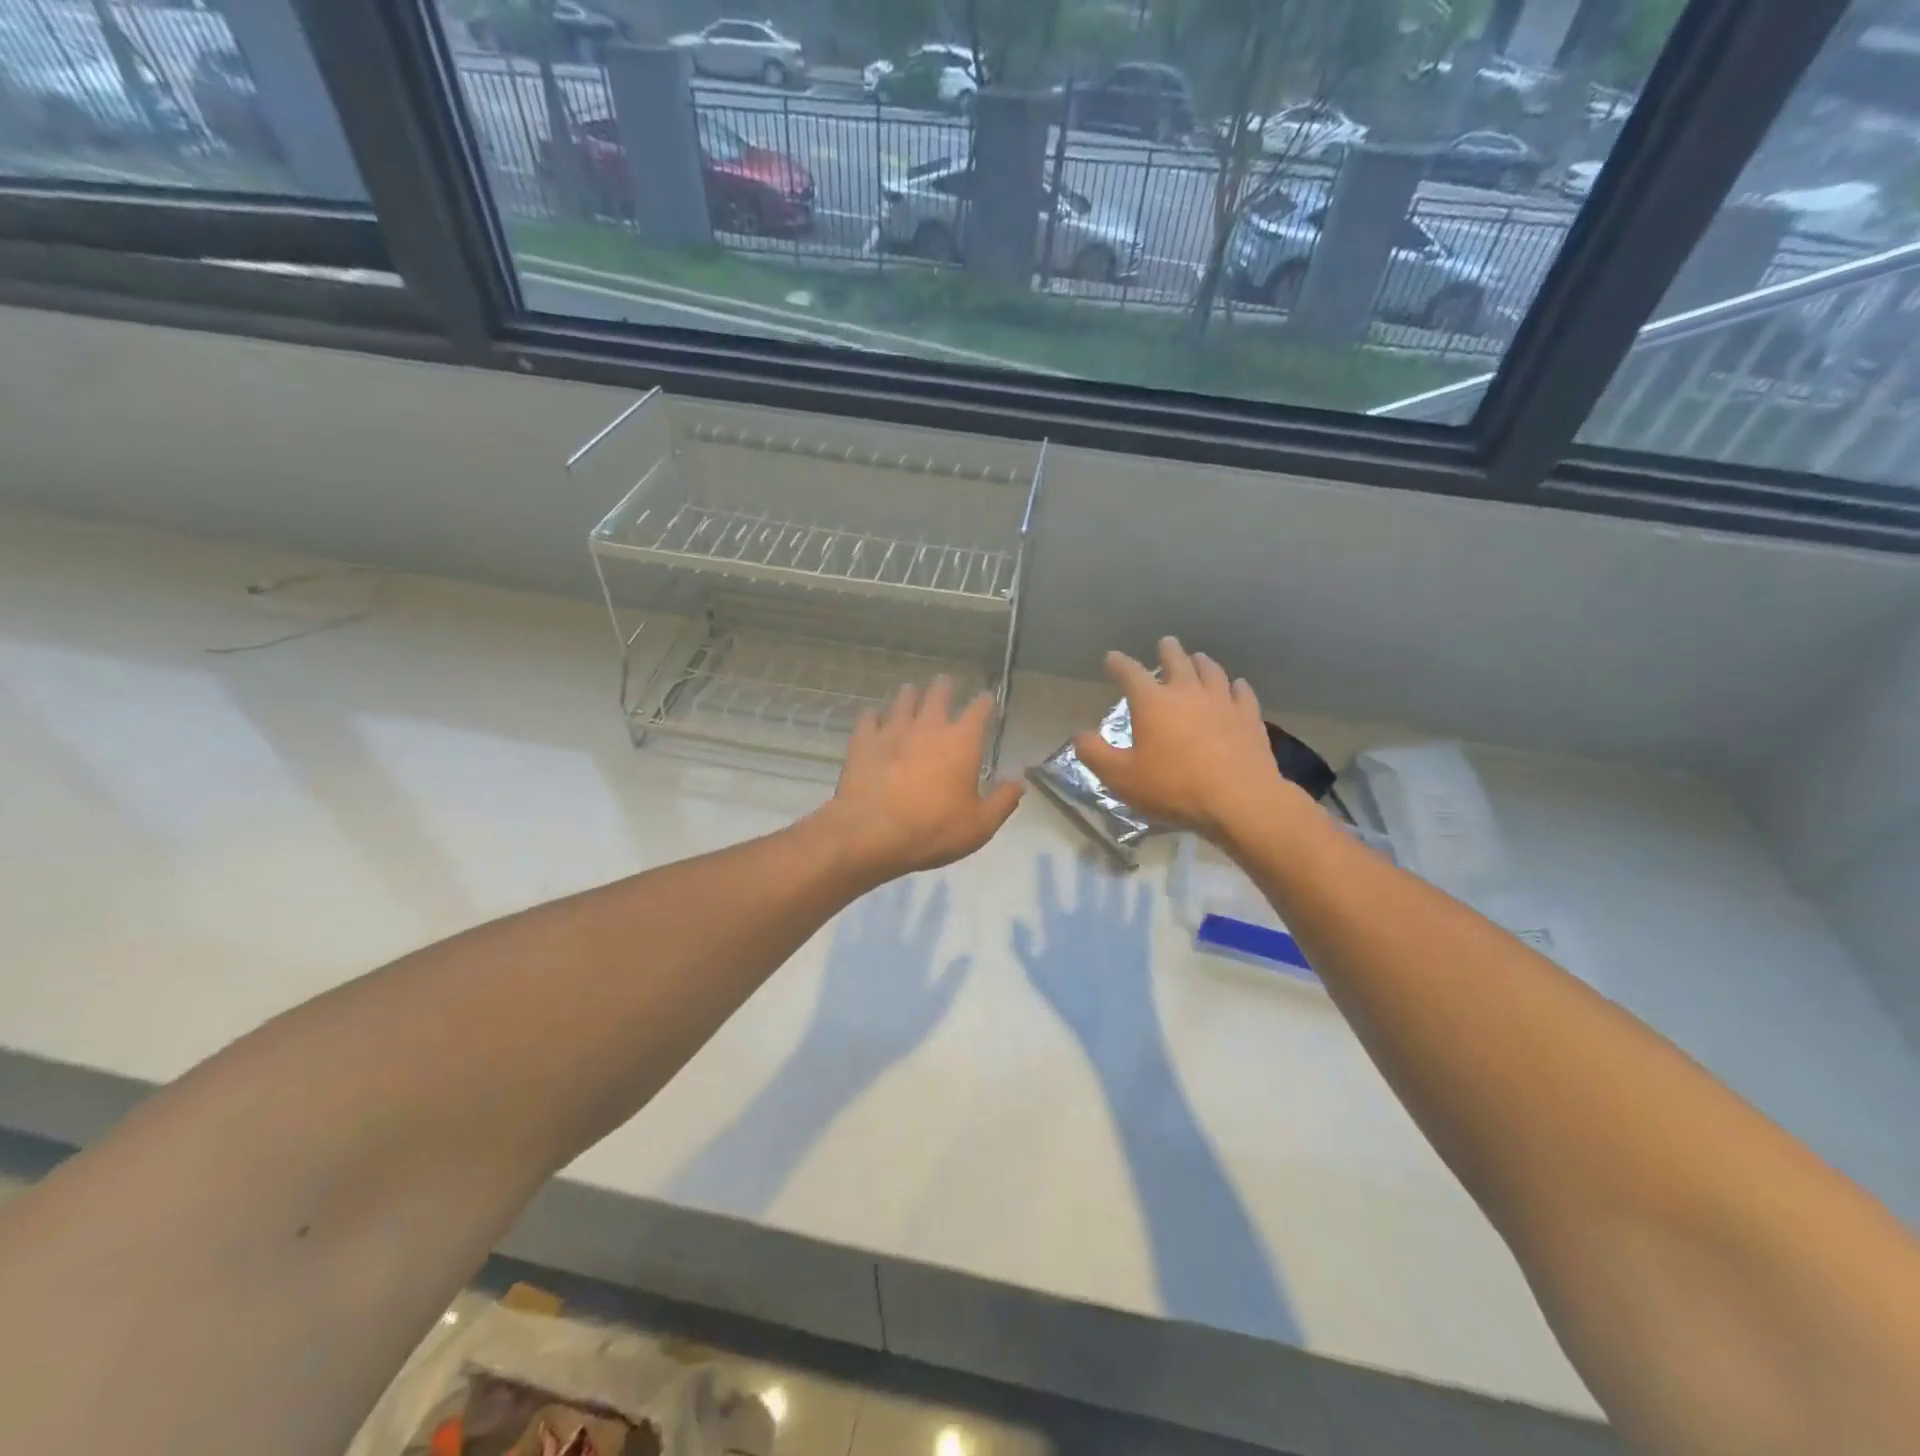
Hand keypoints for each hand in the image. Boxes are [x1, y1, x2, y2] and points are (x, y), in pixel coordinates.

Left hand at [815, 677, 1022, 884]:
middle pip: (937, 696)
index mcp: (962, 742)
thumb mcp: (980, 825)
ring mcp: (892, 731)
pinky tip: (872, 716)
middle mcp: (928, 727)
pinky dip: (872, 716)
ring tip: (910, 690)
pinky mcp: (863, 742)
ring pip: (902, 703)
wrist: (873, 832)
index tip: (986, 698)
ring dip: (909, 696)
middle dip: (943, 688)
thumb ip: (1002, 801)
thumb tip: (1019, 782)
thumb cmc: (934, 829)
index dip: (984, 703)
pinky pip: (868, 720)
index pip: (978, 711)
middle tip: (944, 681)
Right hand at [1012, 854, 1159, 1067]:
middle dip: (1085, 866)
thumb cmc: (1075, 1005)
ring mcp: (1115, 929)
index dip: (1047, 875)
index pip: (1051, 896)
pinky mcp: (1138, 940)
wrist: (1116, 1026)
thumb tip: (1016, 920)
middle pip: (1085, 888)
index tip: (1044, 854)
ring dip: (1111, 875)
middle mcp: (1089, 923)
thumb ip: (1026, 948)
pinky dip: (1142, 899)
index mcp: (1063, 932)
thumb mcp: (1042, 979)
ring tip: (1112, 857)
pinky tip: (1144, 885)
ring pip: (1111, 895)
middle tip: (1087, 843)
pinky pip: (1139, 914)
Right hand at [1073, 637, 1306, 844]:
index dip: (1118, 663)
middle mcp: (1187, 692)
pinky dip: (1236, 686)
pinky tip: (1237, 686)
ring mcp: (1222, 702)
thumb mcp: (1121, 777)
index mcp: (1153, 702)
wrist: (1239, 800)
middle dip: (1168, 651)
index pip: (1130, 673)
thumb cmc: (1173, 787)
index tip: (1112, 659)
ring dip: (1201, 662)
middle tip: (1165, 643)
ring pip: (1211, 671)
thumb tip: (1080, 735)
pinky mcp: (1249, 718)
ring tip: (1198, 658)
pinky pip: (1242, 693)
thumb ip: (1095, 754)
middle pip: (1177, 661)